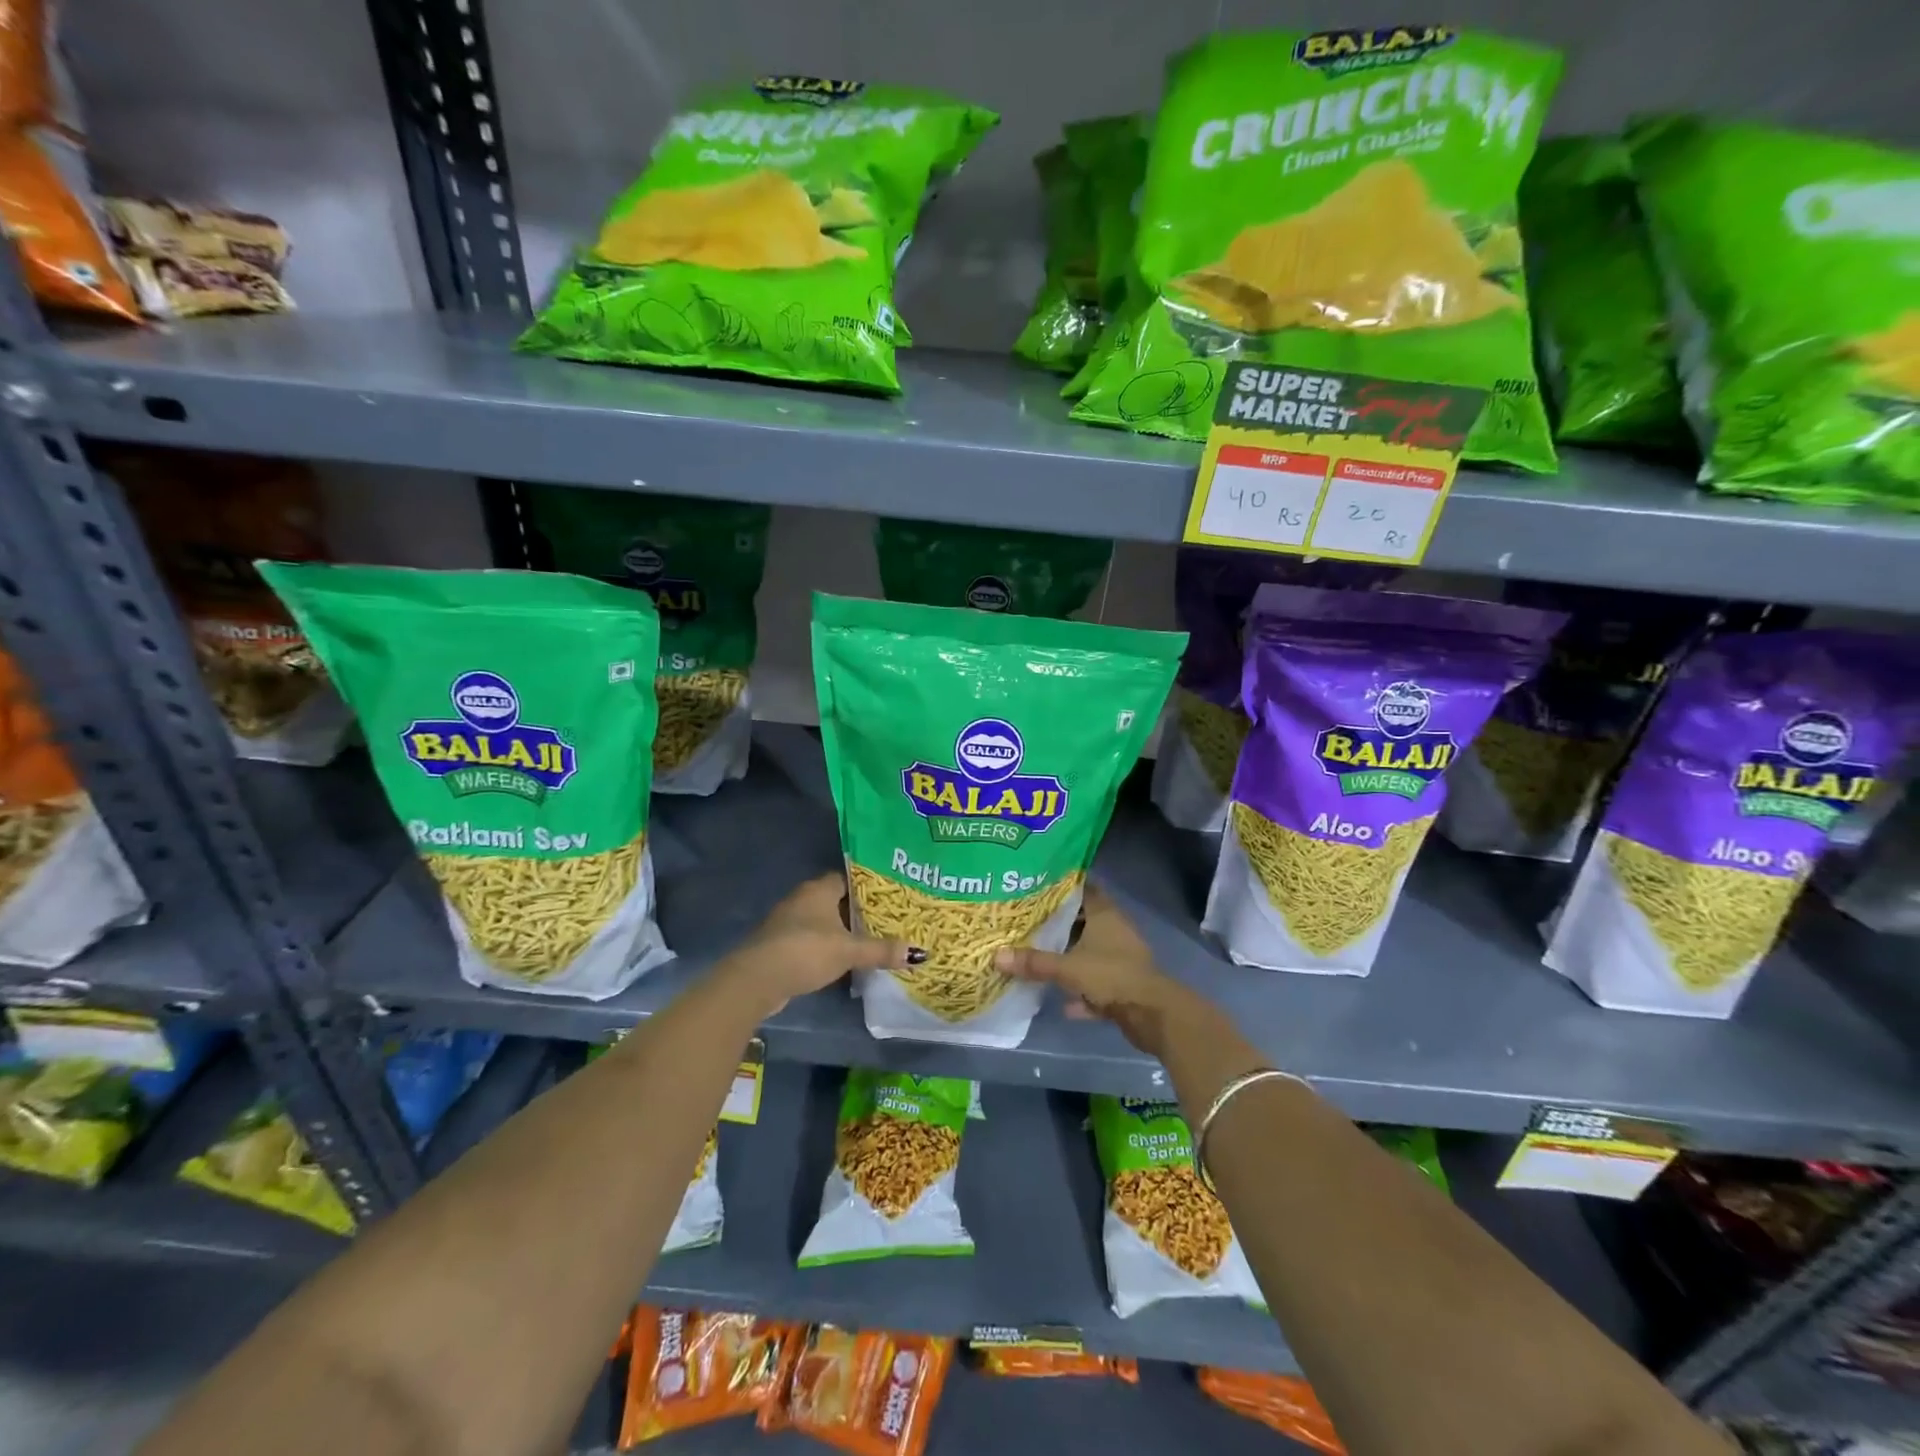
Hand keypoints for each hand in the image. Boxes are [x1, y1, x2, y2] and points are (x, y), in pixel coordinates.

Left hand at [719, 874, 917, 1016]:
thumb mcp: (849, 951)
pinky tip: (843, 959)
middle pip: (836, 900)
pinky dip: (827, 946)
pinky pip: (811, 939)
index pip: (848, 878)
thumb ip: (881, 950)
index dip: (868, 886)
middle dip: (857, 911)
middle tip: (887, 919)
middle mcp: (802, 899)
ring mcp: (788, 922)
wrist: (757, 979)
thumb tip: (920, 953)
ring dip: (841, 930)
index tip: (890, 896)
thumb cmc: (806, 951)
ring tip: (870, 939)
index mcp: (819, 889)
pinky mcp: (781, 944)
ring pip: (822, 921)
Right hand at [995, 884, 1204, 1057]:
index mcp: (1105, 915)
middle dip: (1059, 924)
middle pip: (1084, 921)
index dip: (1063, 886)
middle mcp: (1115, 931)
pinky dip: (1083, 992)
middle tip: (1029, 922)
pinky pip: (1097, 984)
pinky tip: (1064, 1004)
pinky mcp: (1124, 986)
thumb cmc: (1111, 976)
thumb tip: (996, 956)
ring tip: (1040, 958)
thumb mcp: (1067, 967)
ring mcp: (1121, 959)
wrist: (1152, 1014)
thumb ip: (1034, 962)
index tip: (1038, 884)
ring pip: (1090, 953)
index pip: (1084, 889)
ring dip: (1070, 959)